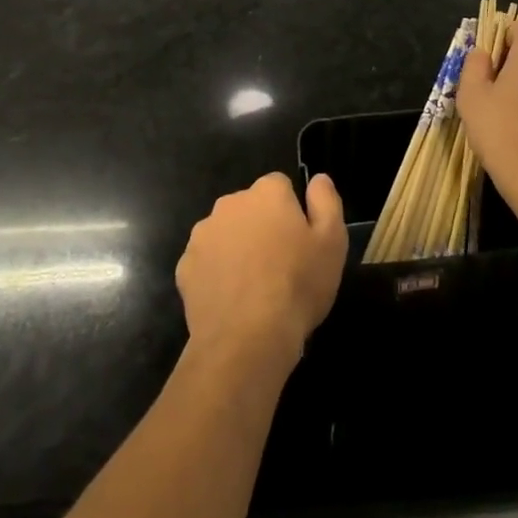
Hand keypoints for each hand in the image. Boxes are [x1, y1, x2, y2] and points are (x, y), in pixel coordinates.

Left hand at [177, 172, 346, 363]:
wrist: (247, 339)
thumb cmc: (297, 285)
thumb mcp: (332, 242)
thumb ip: (327, 201)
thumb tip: (319, 178)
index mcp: (266, 192)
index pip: (280, 186)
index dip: (291, 212)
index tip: (300, 241)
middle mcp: (230, 203)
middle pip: (250, 208)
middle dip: (262, 227)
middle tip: (279, 265)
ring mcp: (203, 234)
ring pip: (226, 233)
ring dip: (237, 248)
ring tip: (254, 287)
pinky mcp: (186, 266)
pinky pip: (206, 262)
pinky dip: (217, 274)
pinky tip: (231, 301)